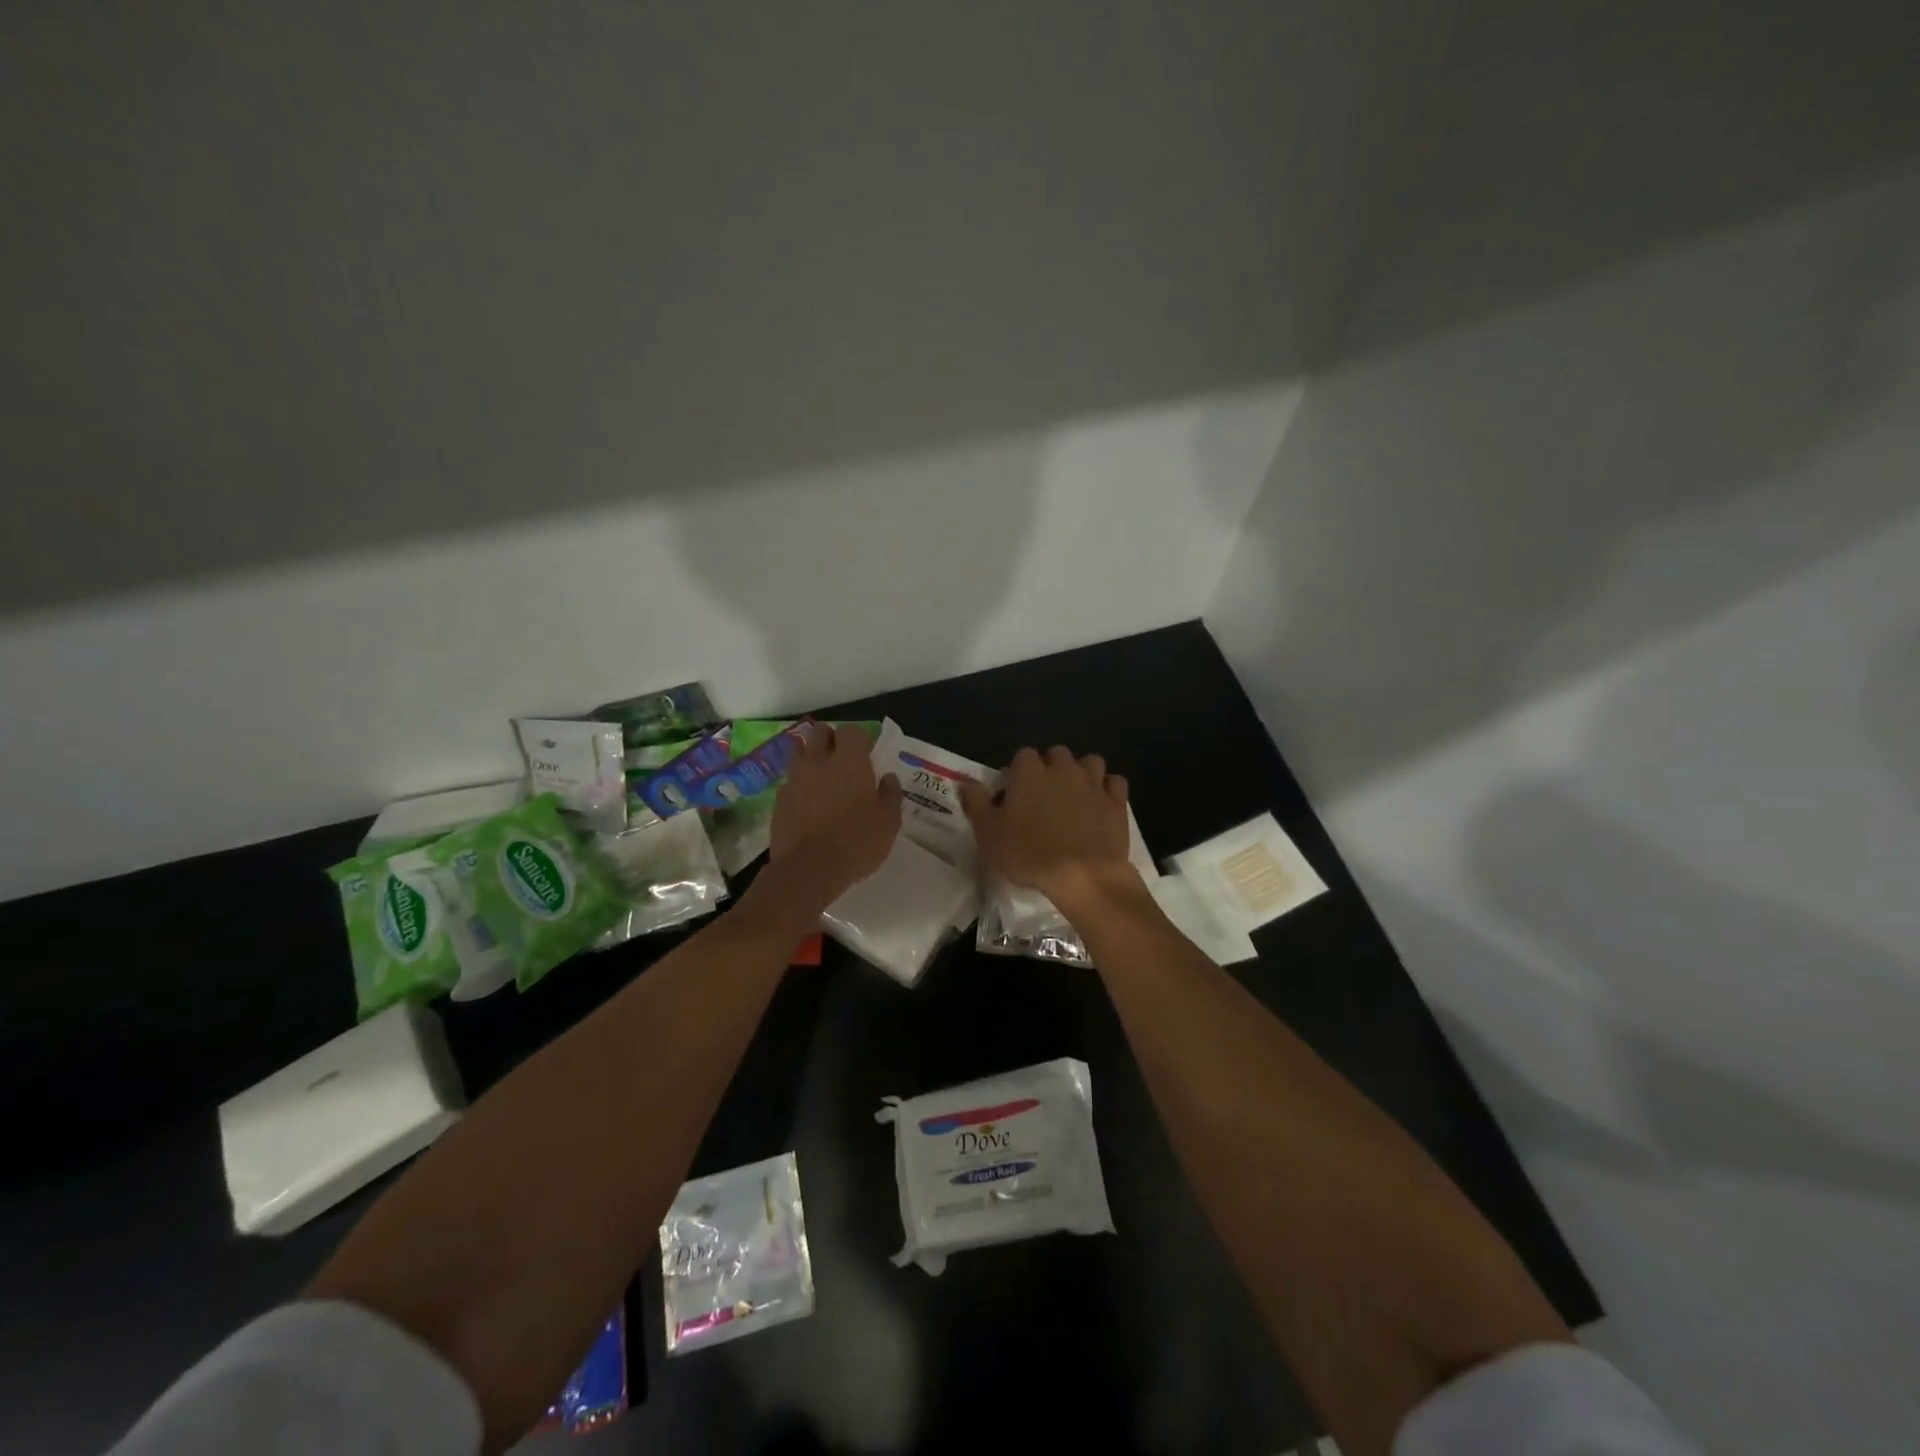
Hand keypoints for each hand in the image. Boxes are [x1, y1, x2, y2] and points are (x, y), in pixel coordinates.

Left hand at [765, 723, 902, 909]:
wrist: (808, 870)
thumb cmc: (856, 842)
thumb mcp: (888, 822)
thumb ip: (891, 794)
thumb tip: (888, 778)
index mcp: (849, 762)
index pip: (852, 731)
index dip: (860, 739)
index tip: (868, 753)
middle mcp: (818, 762)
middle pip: (820, 733)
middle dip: (832, 739)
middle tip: (844, 759)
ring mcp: (795, 779)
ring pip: (801, 753)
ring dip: (813, 759)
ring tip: (824, 780)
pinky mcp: (779, 800)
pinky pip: (791, 782)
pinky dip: (800, 786)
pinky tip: (809, 805)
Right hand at [960, 746, 1139, 915]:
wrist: (1082, 875)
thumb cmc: (1029, 854)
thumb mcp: (989, 834)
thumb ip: (976, 804)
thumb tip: (966, 782)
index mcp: (1029, 773)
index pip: (1022, 755)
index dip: (1017, 772)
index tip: (1014, 794)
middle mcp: (1063, 769)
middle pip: (1057, 754)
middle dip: (1050, 767)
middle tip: (1043, 795)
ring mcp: (1093, 784)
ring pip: (1090, 762)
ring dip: (1082, 772)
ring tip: (1074, 794)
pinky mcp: (1116, 802)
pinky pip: (1115, 783)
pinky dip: (1108, 789)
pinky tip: (1100, 803)